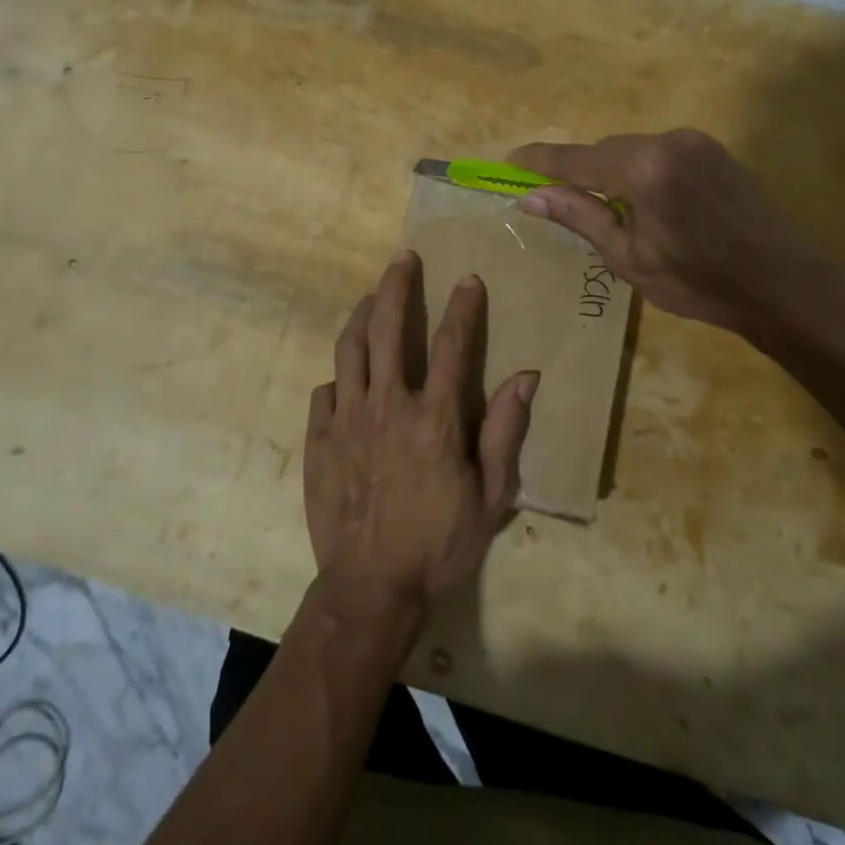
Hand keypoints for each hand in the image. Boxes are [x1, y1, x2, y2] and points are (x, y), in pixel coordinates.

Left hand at [304, 251, 537, 611]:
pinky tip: (345, 376)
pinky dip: (338, 376)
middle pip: (387, 328)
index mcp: (433, 417)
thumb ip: (504, 432)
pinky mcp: (319, 439)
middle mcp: (387, 404)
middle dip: (396, 286)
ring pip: (348, 348)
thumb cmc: (438, 544)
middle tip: (403, 258)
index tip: (467, 279)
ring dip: (360, 315)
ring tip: (369, 296)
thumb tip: (525, 377)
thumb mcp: (490, 497)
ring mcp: (347, 418)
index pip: (450, 345)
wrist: (370, 586)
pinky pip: (325, 391)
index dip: (462, 307)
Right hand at [510, 129, 843, 344]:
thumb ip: (580, 217)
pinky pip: (659, 152)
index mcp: (643, 169)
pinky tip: (647, 203)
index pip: (575, 159)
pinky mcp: (713, 149)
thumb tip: (530, 197)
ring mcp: (695, 141)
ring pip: (631, 149)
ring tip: (611, 212)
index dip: (540, 161)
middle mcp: (667, 141)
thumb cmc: (700, 282)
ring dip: (611, 172)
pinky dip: (640, 170)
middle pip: (604, 150)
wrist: (785, 283)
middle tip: (560, 201)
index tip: (510, 160)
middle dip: (579, 172)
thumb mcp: (629, 257)